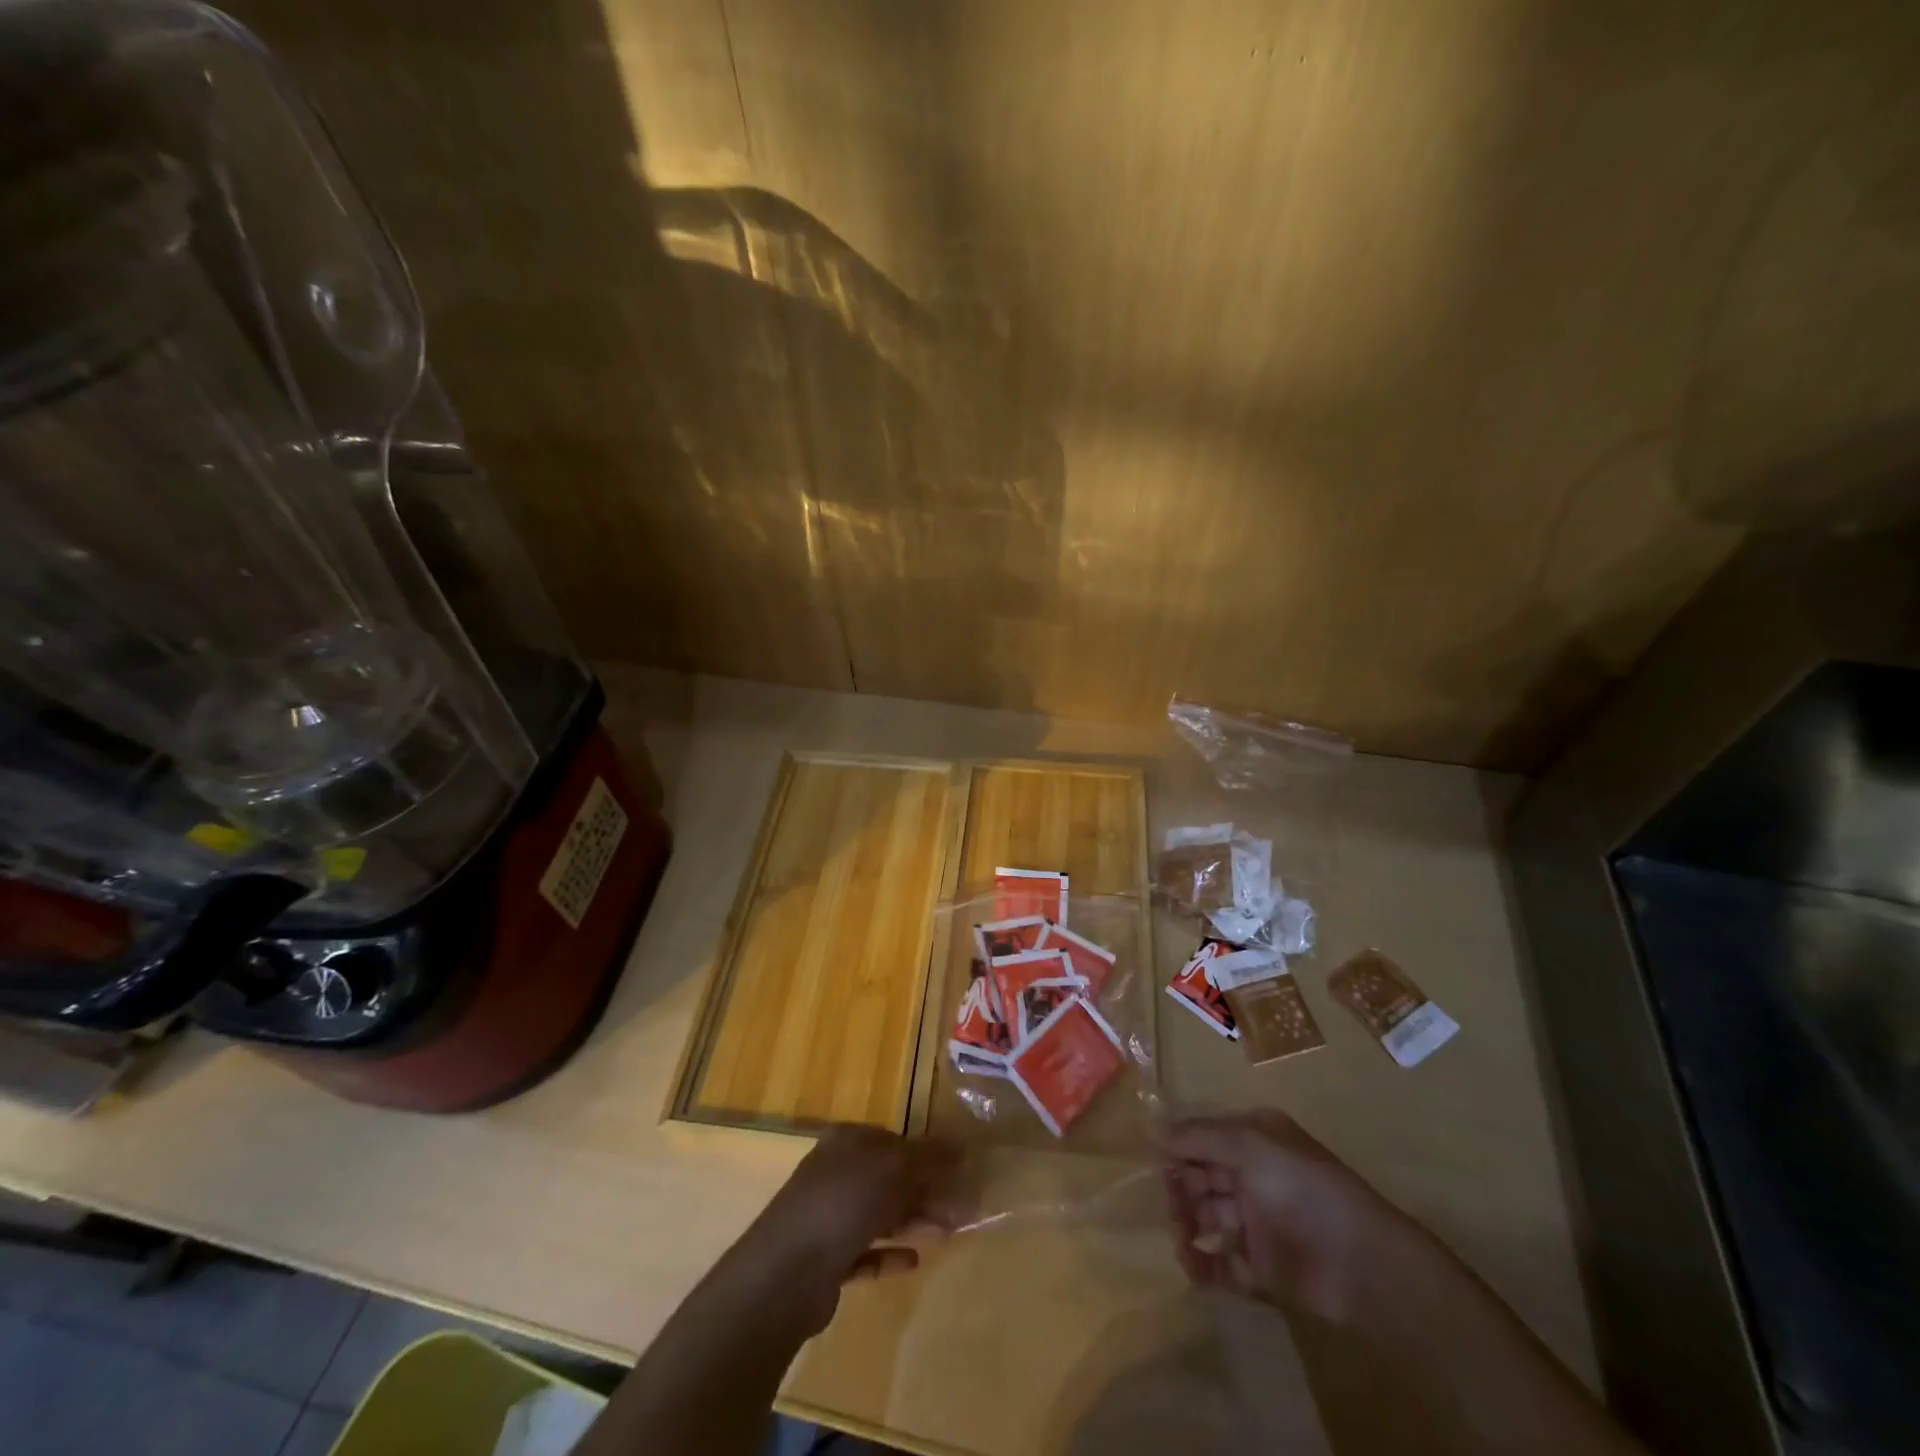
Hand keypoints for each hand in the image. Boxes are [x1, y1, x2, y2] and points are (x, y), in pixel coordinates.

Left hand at [736, 1126, 957, 1333]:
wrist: (786, 1273)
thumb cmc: (843, 1202)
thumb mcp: (893, 1168)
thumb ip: (929, 1158)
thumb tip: (962, 1147)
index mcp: (848, 1141)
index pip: (894, 1140)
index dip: (927, 1154)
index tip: (958, 1173)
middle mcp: (836, 1172)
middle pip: (889, 1177)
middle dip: (925, 1190)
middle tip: (959, 1210)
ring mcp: (827, 1216)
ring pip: (880, 1213)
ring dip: (913, 1220)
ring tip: (946, 1233)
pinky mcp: (826, 1259)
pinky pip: (866, 1251)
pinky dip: (889, 1254)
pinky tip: (913, 1261)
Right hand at [1160, 1110, 1409, 1321]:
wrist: (1362, 1263)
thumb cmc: (1302, 1186)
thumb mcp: (1248, 1144)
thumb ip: (1198, 1136)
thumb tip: (1152, 1129)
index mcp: (1253, 1139)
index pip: (1203, 1137)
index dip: (1178, 1148)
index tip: (1152, 1162)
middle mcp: (1253, 1175)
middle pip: (1201, 1176)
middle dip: (1180, 1188)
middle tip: (1172, 1206)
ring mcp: (1258, 1222)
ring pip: (1208, 1217)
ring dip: (1187, 1225)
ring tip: (1182, 1238)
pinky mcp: (1262, 1268)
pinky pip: (1222, 1263)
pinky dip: (1203, 1265)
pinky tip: (1192, 1266)